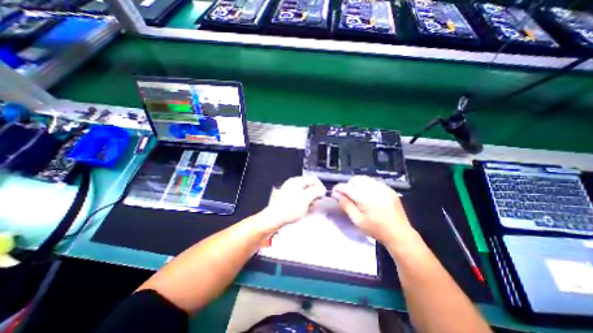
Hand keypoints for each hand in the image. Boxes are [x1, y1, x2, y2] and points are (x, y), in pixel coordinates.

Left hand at [260, 176, 326, 229]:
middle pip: (309, 184)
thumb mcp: (304, 200)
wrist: (273, 219)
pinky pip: (300, 195)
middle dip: (315, 193)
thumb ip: (315, 192)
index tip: (323, 196)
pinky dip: (304, 200)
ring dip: (310, 197)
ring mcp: (290, 189)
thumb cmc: (288, 210)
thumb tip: (322, 189)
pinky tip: (304, 207)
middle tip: (317, 202)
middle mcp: (293, 183)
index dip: (320, 187)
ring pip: (305, 191)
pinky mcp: (288, 196)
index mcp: (296, 181)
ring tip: (310, 206)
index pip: (313, 179)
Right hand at [332, 177, 413, 244]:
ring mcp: (383, 187)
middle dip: (348, 185)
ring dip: (357, 184)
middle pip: (356, 179)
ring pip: (365, 178)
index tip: (334, 193)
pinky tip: (368, 195)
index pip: (347, 187)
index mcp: (365, 198)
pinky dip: (367, 185)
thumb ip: (346, 205)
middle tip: (346, 195)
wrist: (399, 233)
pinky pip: (374, 181)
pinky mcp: (389, 189)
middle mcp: (374, 189)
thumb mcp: (357, 220)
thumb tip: (335, 194)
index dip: (338, 188)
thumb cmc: (376, 229)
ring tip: (356, 194)